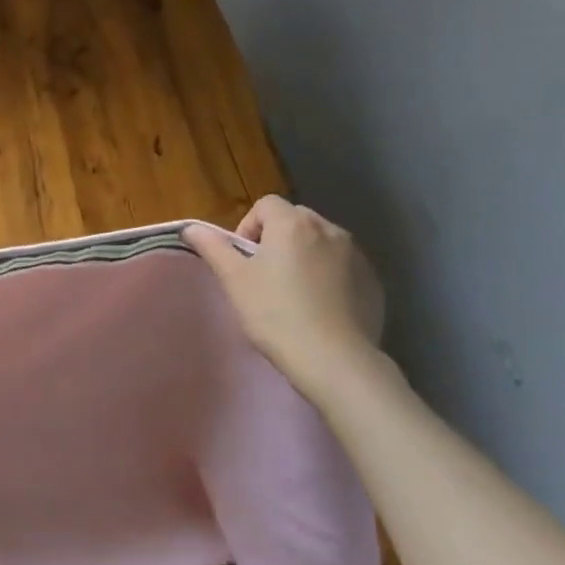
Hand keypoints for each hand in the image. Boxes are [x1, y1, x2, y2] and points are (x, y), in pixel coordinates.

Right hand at [184, 196, 384, 391]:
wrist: (334, 360)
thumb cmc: (275, 314)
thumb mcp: (234, 280)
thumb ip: (212, 247)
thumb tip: (191, 227)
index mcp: (293, 224)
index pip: (266, 205)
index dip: (249, 227)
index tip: (244, 260)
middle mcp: (328, 230)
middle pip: (295, 219)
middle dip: (277, 239)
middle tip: (265, 276)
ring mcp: (356, 255)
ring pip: (321, 242)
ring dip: (305, 256)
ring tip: (294, 293)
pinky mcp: (373, 281)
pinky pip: (343, 266)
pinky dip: (329, 276)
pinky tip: (320, 307)